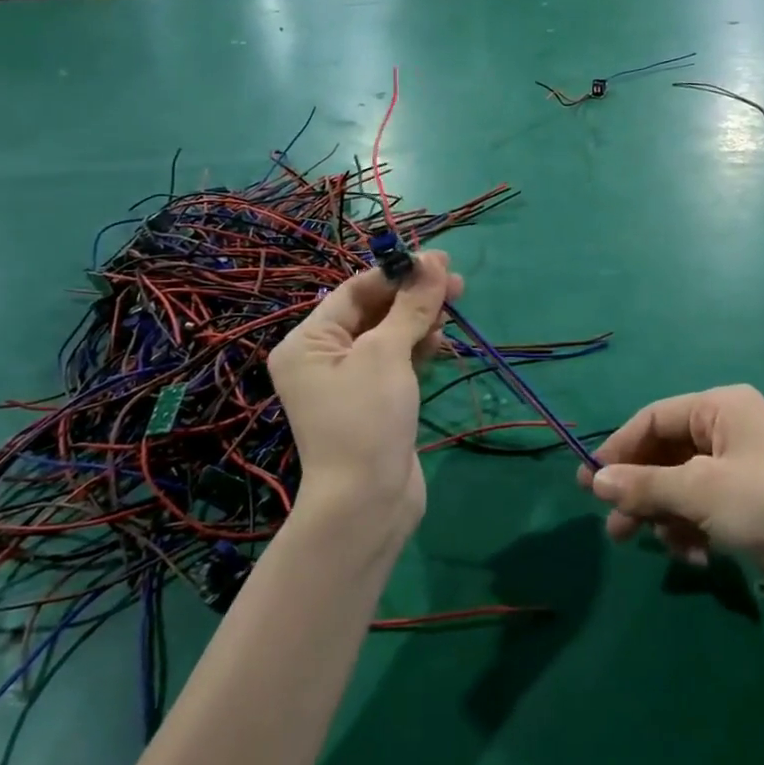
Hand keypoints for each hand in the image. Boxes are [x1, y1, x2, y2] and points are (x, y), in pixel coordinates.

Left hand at [268, 251, 462, 537]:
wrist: (368, 503)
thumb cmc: (366, 420)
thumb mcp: (387, 355)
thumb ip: (412, 306)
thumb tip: (434, 262)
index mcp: (308, 342)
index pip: (354, 291)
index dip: (396, 273)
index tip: (437, 261)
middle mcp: (323, 358)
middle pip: (373, 311)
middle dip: (413, 296)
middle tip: (455, 283)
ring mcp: (350, 382)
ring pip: (389, 335)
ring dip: (420, 319)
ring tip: (453, 307)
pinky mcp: (376, 401)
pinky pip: (397, 361)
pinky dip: (418, 347)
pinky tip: (441, 338)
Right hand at [580, 385, 763, 631]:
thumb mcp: (702, 492)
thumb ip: (645, 485)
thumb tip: (596, 479)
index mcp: (721, 408)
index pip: (654, 418)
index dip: (619, 448)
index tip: (589, 483)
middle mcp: (729, 432)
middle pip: (664, 453)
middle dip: (638, 489)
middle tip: (612, 526)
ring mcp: (740, 471)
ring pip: (680, 486)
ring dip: (662, 515)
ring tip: (645, 546)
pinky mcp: (749, 508)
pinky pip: (702, 510)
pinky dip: (690, 530)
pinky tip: (692, 558)